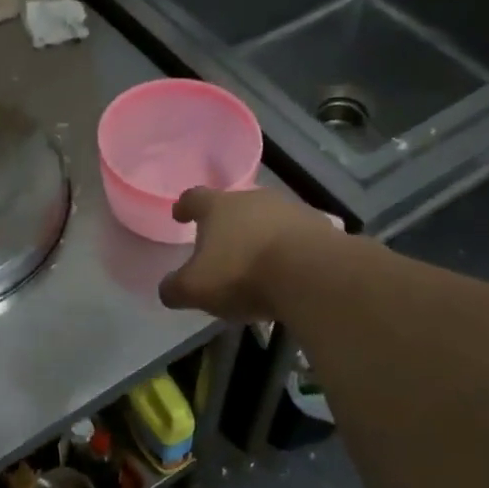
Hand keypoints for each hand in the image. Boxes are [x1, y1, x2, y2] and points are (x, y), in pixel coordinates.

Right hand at [159, 187, 339, 320]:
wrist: (310, 274)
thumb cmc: (242, 274)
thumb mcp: (194, 289)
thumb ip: (174, 288)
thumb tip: (168, 289)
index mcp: (218, 207)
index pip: (194, 198)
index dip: (185, 207)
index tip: (180, 215)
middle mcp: (254, 199)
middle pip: (234, 206)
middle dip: (226, 224)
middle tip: (220, 245)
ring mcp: (290, 209)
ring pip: (267, 219)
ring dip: (259, 235)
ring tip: (255, 261)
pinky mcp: (320, 227)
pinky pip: (296, 236)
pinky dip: (287, 249)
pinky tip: (286, 271)